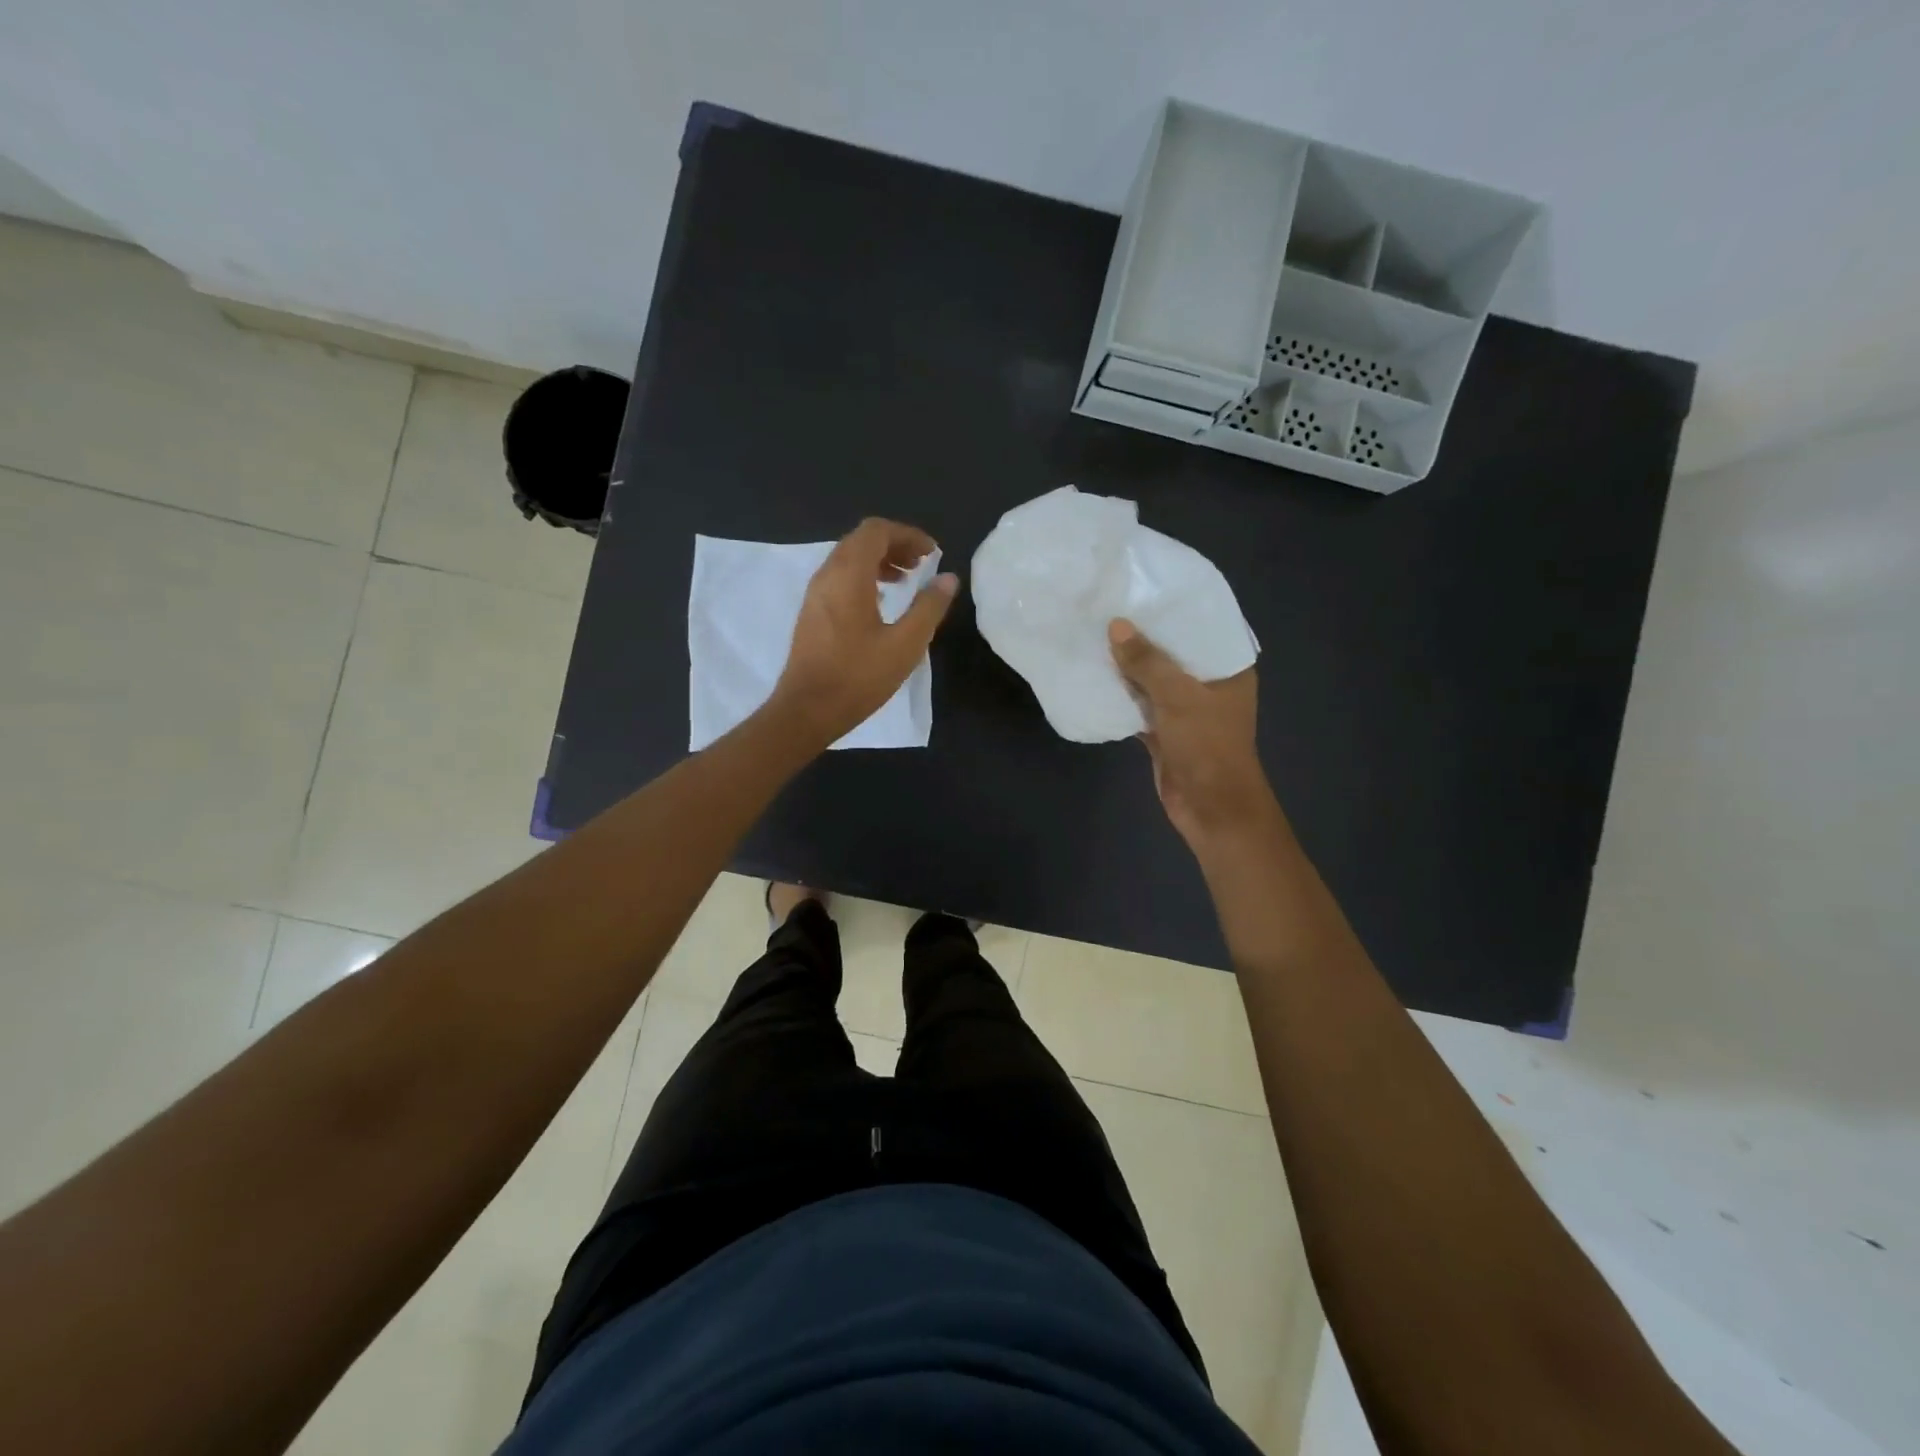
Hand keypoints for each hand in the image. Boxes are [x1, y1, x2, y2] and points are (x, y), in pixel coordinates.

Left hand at [769, 518, 958, 746]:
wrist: (807, 710)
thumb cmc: (858, 677)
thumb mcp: (906, 644)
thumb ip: (930, 607)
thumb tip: (948, 578)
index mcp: (849, 575)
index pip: (877, 531)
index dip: (908, 535)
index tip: (932, 553)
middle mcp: (827, 575)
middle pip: (861, 541)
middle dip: (894, 545)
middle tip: (922, 565)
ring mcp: (815, 594)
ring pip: (848, 559)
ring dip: (879, 562)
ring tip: (905, 581)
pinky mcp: (811, 613)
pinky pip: (839, 578)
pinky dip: (863, 578)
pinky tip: (881, 604)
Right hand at [1109, 619, 1271, 845]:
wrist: (1211, 808)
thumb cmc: (1207, 745)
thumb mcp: (1177, 696)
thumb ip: (1146, 661)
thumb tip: (1116, 626)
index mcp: (1228, 669)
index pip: (1202, 627)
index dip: (1174, 609)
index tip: (1144, 586)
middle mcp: (1209, 685)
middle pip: (1173, 653)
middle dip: (1144, 636)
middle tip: (1109, 606)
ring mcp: (1186, 710)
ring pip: (1154, 680)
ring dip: (1129, 667)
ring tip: (1095, 635)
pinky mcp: (1166, 731)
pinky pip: (1140, 706)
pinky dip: (1122, 697)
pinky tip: (1095, 678)